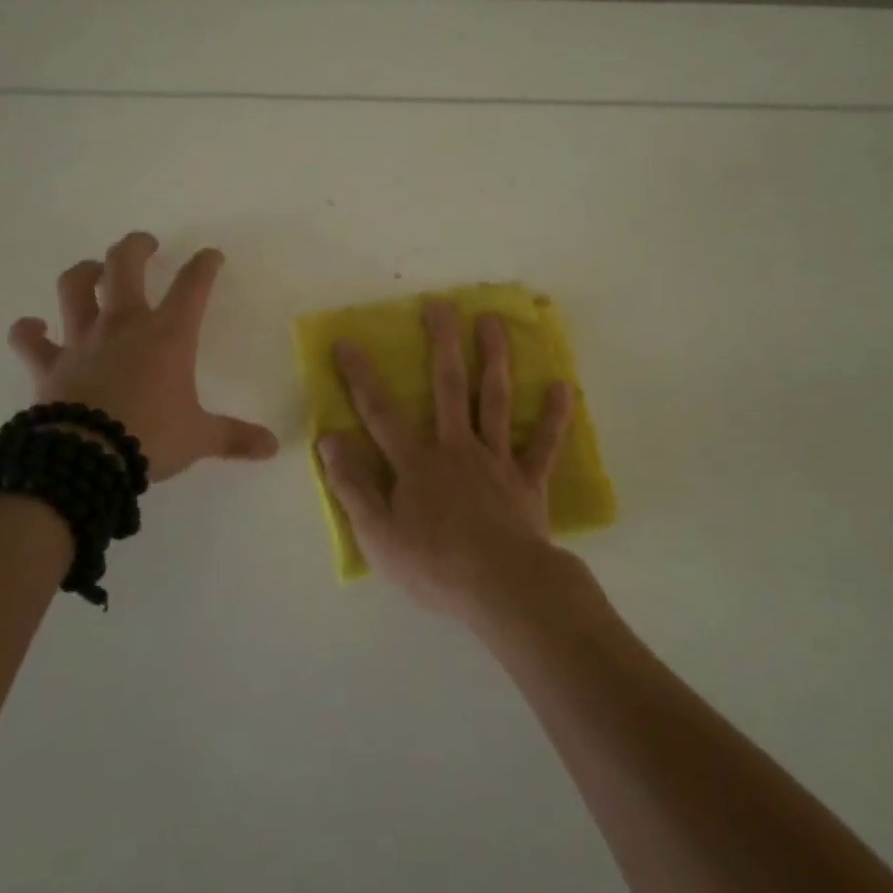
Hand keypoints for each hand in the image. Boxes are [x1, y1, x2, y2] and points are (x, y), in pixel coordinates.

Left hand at [7, 232, 277, 481]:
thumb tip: (273, 447)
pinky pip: (30, 339)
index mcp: (168, 335)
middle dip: (137, 247)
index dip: (204, 265)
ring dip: (84, 273)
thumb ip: (235, 437)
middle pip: (125, 265)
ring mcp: (82, 340)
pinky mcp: (49, 364)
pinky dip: (29, 331)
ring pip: (74, 287)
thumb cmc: (151, 438)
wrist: (86, 458)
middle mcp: (124, 325)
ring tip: (93, 271)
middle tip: (146, 244)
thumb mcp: (200, 437)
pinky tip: (33, 328)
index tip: (211, 255)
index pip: (193, 286)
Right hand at [319, 300, 576, 621]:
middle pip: (448, 386)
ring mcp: (496, 460)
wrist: (502, 588)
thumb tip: (329, 438)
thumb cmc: (433, 565)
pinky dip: (553, 416)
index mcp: (416, 462)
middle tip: (441, 304)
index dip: (361, 377)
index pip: (380, 412)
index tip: (347, 342)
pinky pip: (543, 444)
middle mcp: (456, 448)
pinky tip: (563, 387)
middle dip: (442, 343)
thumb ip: (353, 484)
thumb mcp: (377, 533)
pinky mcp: (528, 481)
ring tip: (493, 321)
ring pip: (494, 400)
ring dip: (494, 358)